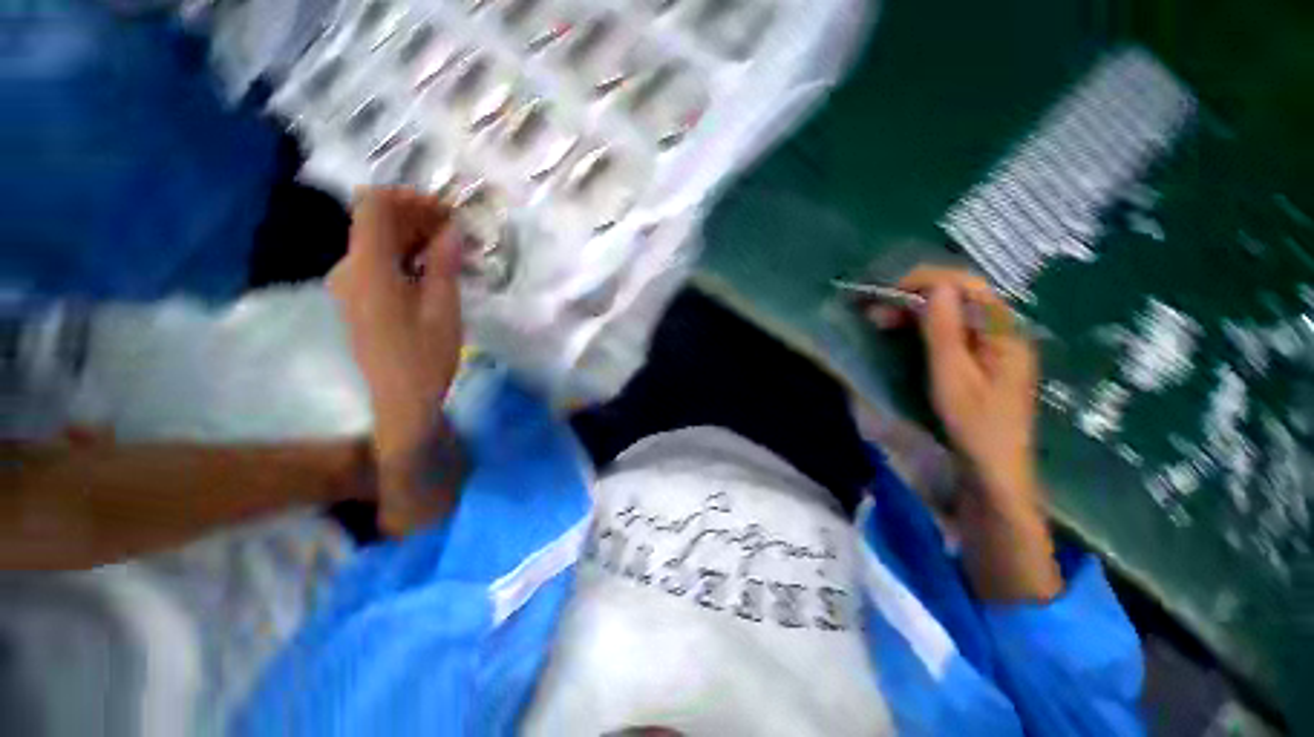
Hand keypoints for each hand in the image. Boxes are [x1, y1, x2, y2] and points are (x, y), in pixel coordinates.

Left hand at [328, 188, 467, 534]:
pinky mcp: (358, 297)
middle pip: (376, 221)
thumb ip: (444, 263)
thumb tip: (451, 229)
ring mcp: (350, 284)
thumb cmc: (426, 356)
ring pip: (378, 241)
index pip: (374, 205)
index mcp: (368, 268)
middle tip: (459, 234)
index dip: (411, 199)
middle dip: (418, 218)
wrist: (401, 399)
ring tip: (453, 253)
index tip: (447, 214)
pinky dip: (406, 256)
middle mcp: (349, 268)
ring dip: (415, 238)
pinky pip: (379, 262)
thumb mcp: (444, 308)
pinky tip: (434, 271)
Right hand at [875, 266, 1060, 600]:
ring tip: (880, 320)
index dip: (925, 281)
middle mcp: (1001, 331)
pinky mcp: (979, 359)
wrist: (994, 471)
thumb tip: (935, 287)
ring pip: (952, 311)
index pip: (966, 286)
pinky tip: (901, 332)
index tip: (886, 292)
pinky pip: (950, 329)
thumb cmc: (974, 426)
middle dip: (914, 296)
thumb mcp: (954, 378)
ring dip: (914, 310)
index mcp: (1003, 332)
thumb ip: (945, 331)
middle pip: (958, 295)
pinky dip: (921, 326)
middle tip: (874, 311)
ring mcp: (991, 345)